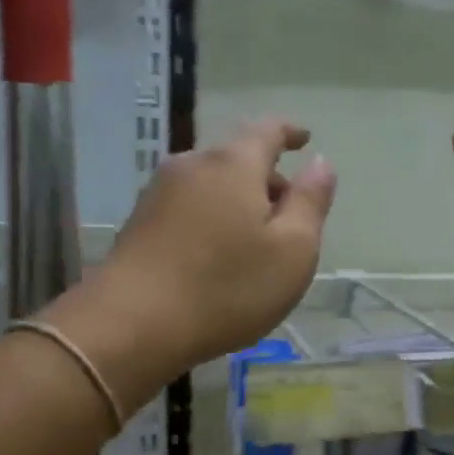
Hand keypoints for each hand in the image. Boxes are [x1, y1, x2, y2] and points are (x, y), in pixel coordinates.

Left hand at [63, 120, 335, 385]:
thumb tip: (321, 163)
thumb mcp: (292, 251)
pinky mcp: (140, 222)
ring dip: (239, 201)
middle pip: (237, 157)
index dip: (290, 132)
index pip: (268, 129)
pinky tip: (218, 257)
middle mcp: (193, 165)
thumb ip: (311, 202)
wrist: (132, 325)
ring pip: (212, 183)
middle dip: (267, 178)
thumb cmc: (226, 288)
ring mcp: (159, 192)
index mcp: (234, 164)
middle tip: (289, 216)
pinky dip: (213, 218)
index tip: (305, 140)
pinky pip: (190, 206)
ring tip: (255, 243)